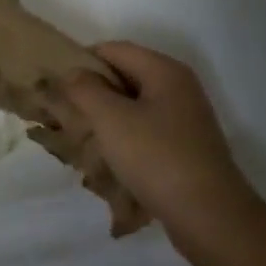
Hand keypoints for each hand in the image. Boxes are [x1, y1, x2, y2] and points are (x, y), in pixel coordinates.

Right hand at [58, 43, 265, 265]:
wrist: (209, 216)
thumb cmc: (156, 158)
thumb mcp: (111, 119)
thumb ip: (85, 89)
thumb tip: (73, 72)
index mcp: (164, 71)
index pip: (113, 49)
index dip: (81, 61)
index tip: (56, 85)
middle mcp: (179, 87)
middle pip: (125, 76)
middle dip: (93, 92)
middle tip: (64, 113)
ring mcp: (185, 118)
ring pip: (134, 106)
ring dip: (106, 118)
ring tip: (81, 138)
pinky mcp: (185, 146)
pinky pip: (146, 130)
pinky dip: (125, 138)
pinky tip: (109, 160)